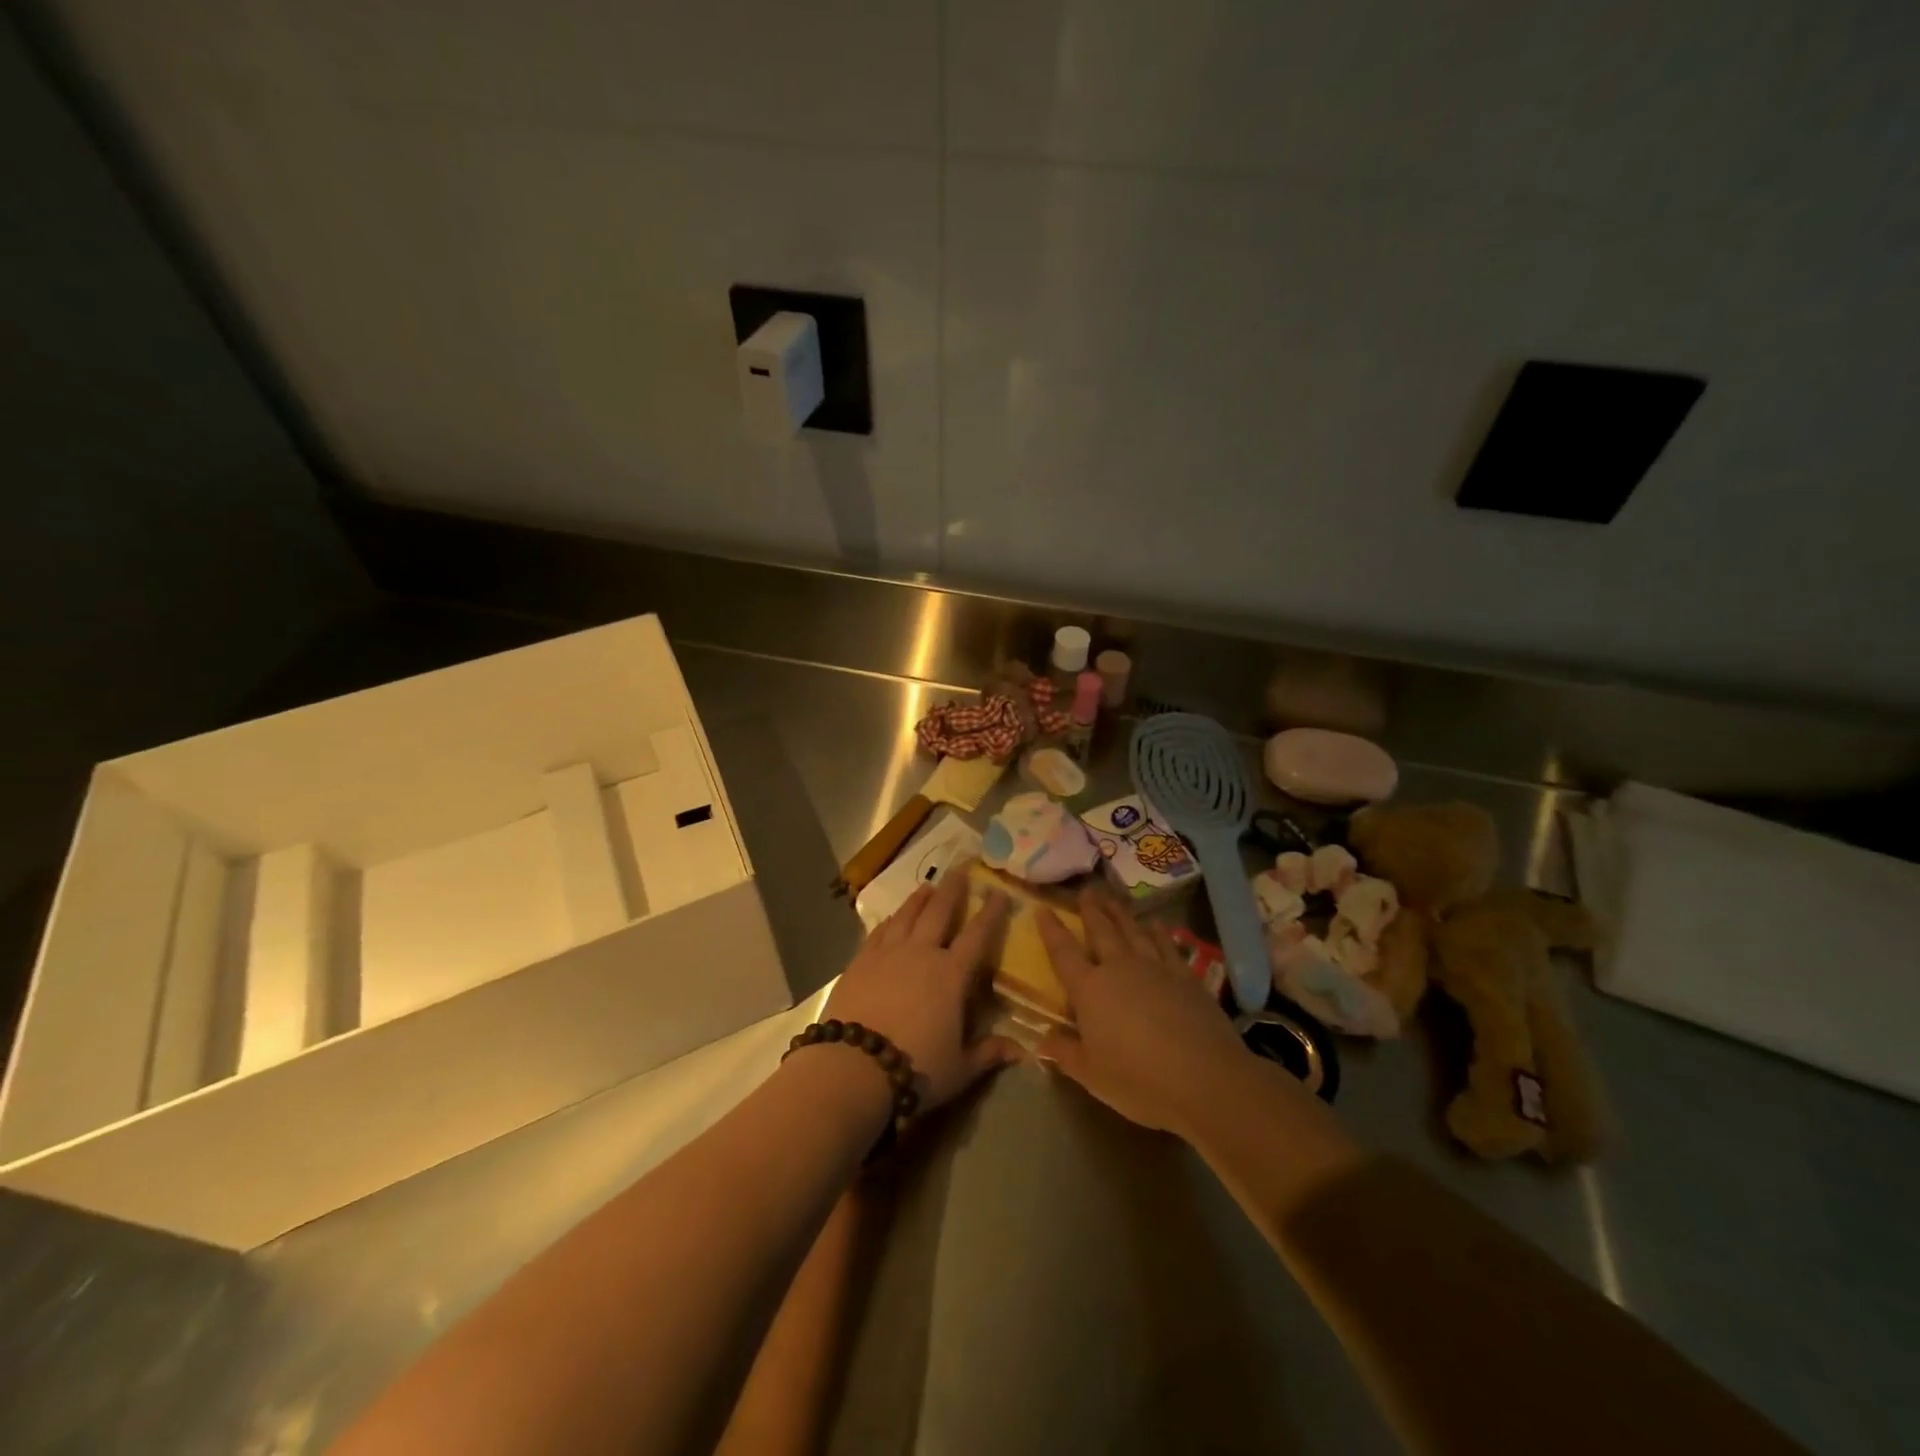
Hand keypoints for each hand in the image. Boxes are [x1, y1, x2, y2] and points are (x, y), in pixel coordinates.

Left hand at [825, 867, 1018, 1109]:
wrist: (853, 1067)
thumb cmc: (916, 1068)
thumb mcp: (960, 1068)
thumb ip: (989, 1053)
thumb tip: (1023, 1050)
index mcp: (951, 975)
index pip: (977, 936)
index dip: (991, 913)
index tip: (999, 892)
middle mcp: (921, 954)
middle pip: (939, 912)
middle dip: (952, 890)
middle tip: (960, 869)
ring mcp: (887, 954)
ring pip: (906, 916)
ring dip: (918, 900)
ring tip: (927, 886)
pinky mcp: (860, 962)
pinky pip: (878, 933)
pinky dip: (888, 922)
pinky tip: (890, 919)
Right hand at [1035, 889, 1250, 1137]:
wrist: (1205, 1078)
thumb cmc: (1139, 1081)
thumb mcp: (1092, 1075)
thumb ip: (1065, 1053)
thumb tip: (1040, 1040)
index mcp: (1090, 990)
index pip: (1063, 953)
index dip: (1051, 930)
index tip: (1042, 908)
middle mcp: (1119, 968)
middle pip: (1101, 931)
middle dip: (1091, 909)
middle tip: (1086, 890)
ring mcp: (1155, 968)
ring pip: (1133, 931)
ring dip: (1121, 913)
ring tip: (1113, 898)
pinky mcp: (1185, 976)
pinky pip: (1168, 945)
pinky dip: (1159, 932)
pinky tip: (1156, 923)